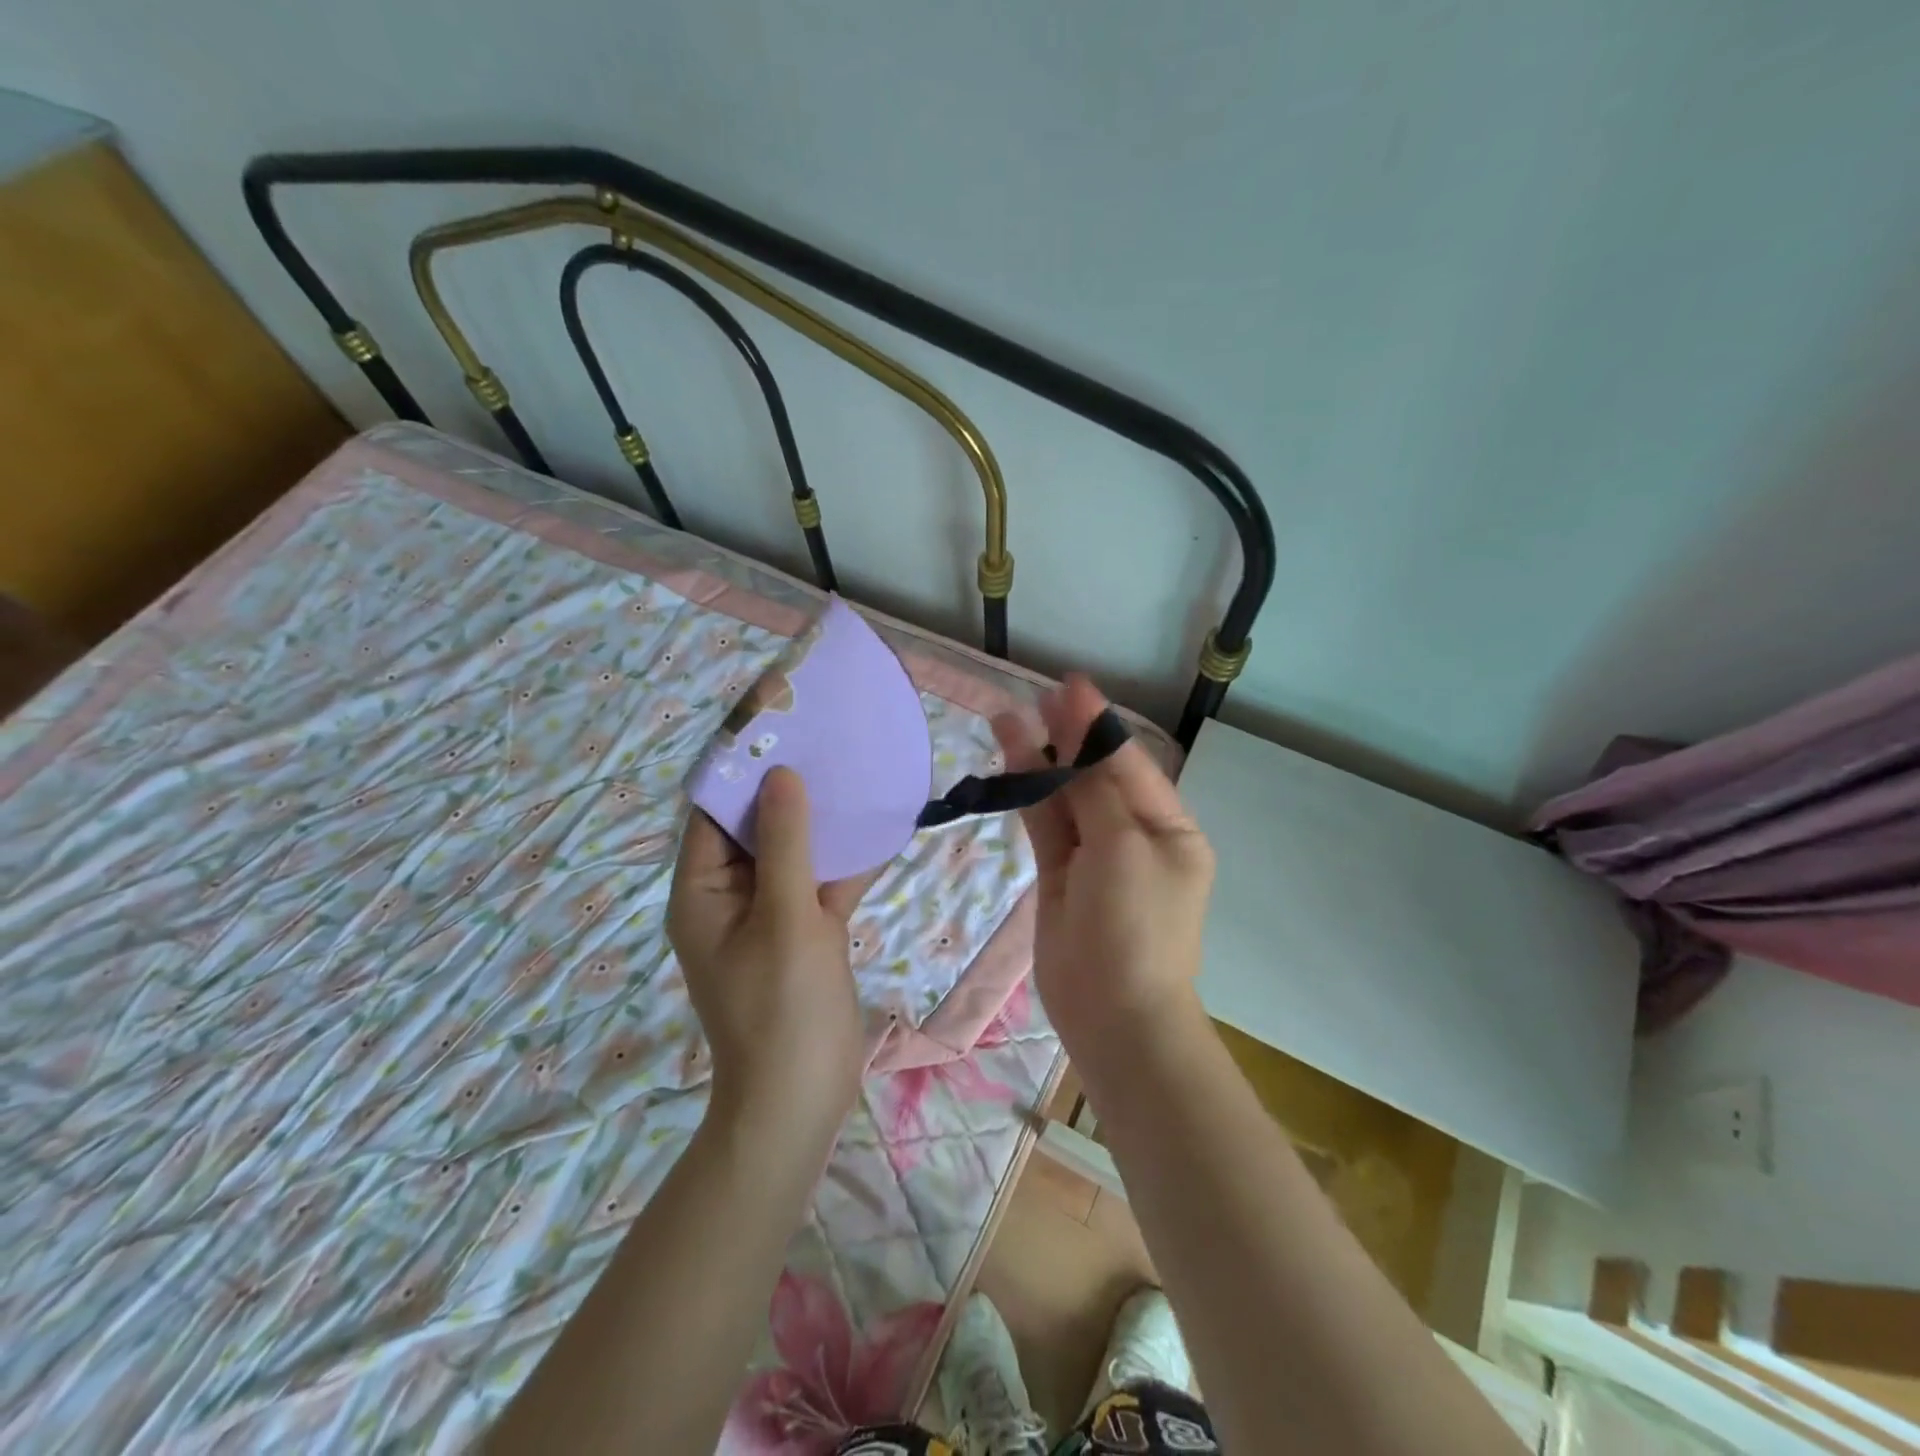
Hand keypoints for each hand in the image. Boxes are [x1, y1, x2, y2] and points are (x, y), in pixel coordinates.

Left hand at [667, 768, 872, 1131]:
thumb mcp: (785, 918)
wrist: (801, 1099)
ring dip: (821, 822)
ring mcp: (769, 914)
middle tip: (825, 739)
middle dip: (787, 787)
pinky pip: (819, 883)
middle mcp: (729, 895)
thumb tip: (780, 774)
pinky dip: (844, 861)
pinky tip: (880, 827)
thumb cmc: (782, 1008)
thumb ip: (785, 844)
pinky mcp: (803, 931)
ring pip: (793, 852)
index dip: (739, 767)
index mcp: (702, 890)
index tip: (776, 723)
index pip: (713, 811)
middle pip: (754, 827)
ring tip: (855, 770)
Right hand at [992, 676, 1214, 1046]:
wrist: (1115, 1016)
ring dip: (1039, 760)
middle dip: (1067, 736)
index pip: (1128, 762)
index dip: (1097, 723)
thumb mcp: (1125, 848)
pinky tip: (1009, 762)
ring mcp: (1095, 857)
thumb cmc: (1135, 926)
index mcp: (1168, 827)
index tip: (1069, 686)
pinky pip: (1045, 826)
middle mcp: (1133, 836)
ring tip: (1007, 718)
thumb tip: (1082, 738)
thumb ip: (1097, 791)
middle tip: (1036, 695)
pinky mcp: (1060, 877)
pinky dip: (1028, 794)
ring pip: (1064, 797)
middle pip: (1095, 775)